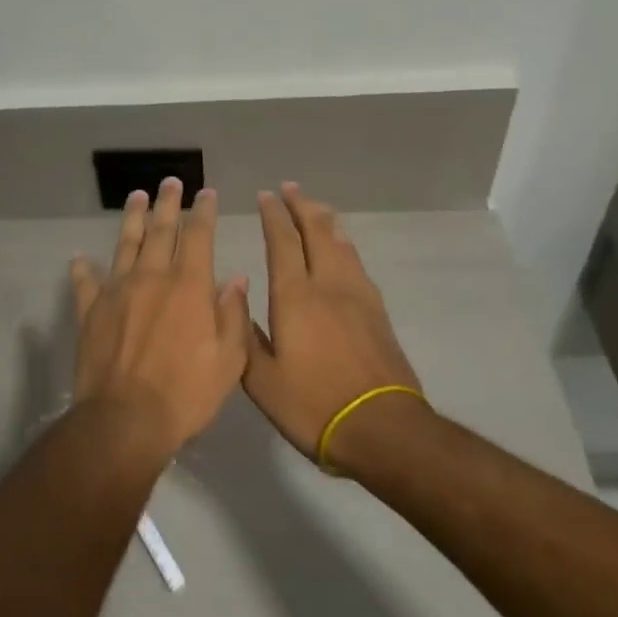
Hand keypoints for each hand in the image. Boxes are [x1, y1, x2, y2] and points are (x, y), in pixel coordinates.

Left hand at [69, 179, 250, 454]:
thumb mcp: (228, 360)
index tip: (205, 193)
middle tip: (169, 182)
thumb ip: (232, 314)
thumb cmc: (186, 393)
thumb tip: (234, 278)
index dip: (203, 211)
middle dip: (167, 203)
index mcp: (188, 285)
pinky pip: (86, 282)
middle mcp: (152, 277)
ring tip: (136, 196)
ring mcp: (117, 291)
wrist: (125, 420)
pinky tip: (80, 258)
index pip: (198, 235)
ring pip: (125, 243)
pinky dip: (83, 268)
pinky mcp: (90, 310)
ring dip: (132, 218)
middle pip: (160, 230)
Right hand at [244, 184, 426, 469]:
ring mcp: (358, 296)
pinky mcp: (377, 311)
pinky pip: (356, 262)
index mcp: (295, 297)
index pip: (282, 242)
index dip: (273, 215)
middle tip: (290, 188)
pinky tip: (342, 248)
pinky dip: (343, 243)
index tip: (266, 195)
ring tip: (315, 207)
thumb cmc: (313, 406)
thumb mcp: (262, 381)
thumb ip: (244, 335)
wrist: (383, 428)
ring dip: (325, 220)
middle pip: (317, 231)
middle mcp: (328, 285)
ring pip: (341, 243)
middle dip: (301, 205)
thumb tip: (234, 294)